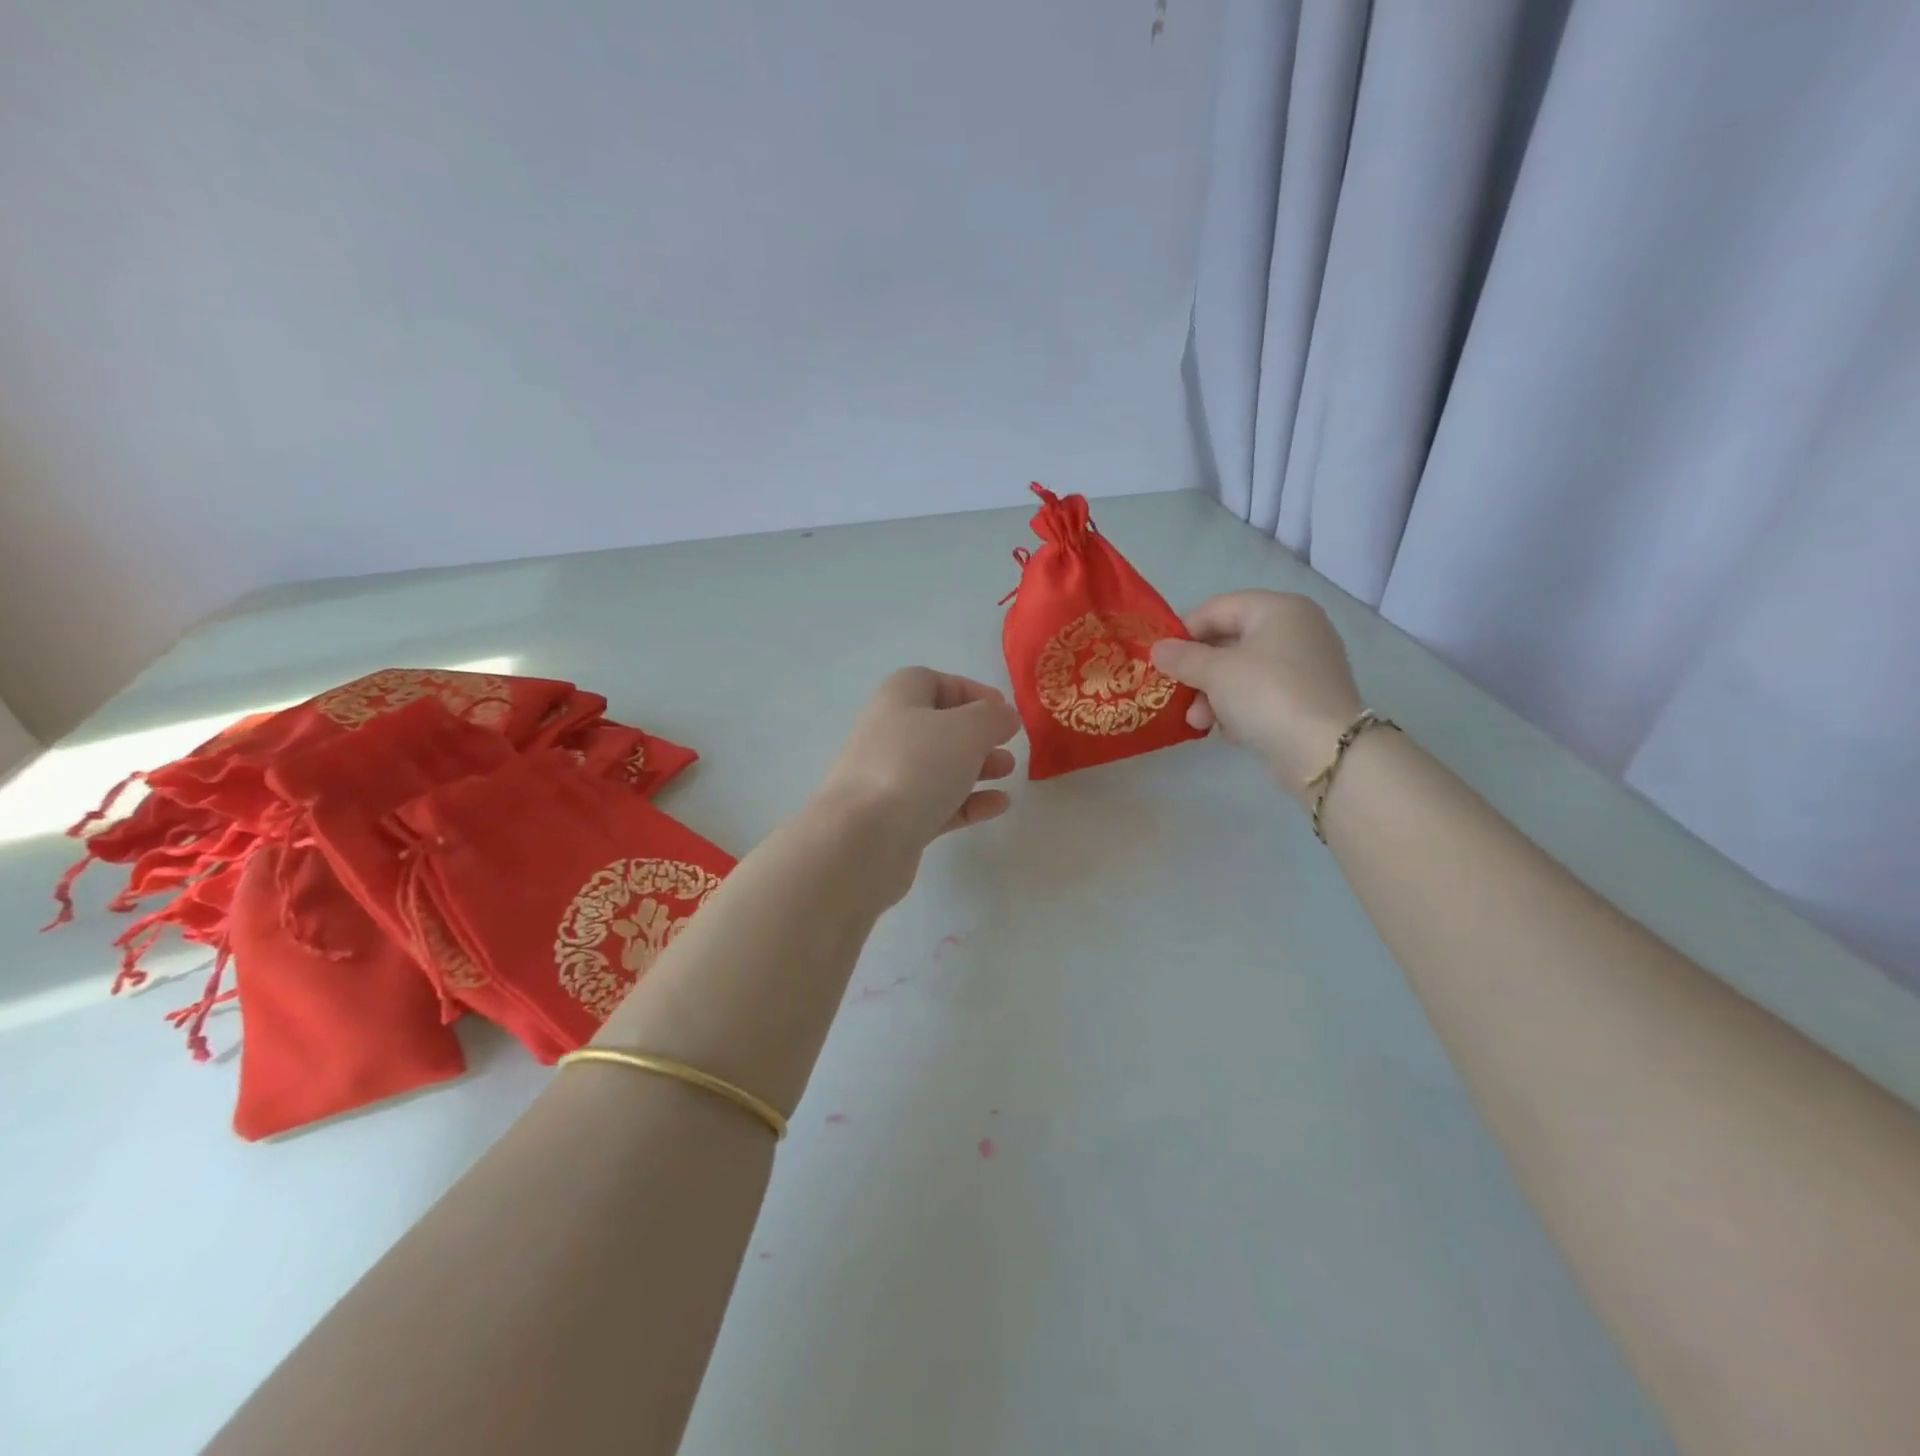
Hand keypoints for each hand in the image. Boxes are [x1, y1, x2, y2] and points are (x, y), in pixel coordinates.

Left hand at [810, 669, 1021, 897]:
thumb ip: (992, 718)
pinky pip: (938, 804)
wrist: (862, 838)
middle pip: (938, 726)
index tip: (1002, 709)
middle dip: (977, 734)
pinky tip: (998, 806)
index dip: (969, 691)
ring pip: (939, 767)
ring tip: (1008, 772)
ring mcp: (889, 780)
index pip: (931, 682)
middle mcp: (889, 735)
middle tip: (1008, 744)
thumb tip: (1004, 716)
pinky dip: (968, 802)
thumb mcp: (966, 729)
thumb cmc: (915, 766)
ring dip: (977, 767)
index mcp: (898, 700)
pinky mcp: (896, 821)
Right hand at [1150, 591, 1362, 796]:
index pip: (1217, 608)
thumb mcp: (1215, 672)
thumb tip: (1157, 649)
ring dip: (1213, 696)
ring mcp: (1306, 664)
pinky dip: (1239, 708)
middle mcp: (1297, 628)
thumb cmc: (1266, 695)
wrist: (1324, 750)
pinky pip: (1261, 693)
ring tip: (1199, 723)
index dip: (1184, 632)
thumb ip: (1182, 657)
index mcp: (1278, 608)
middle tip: (1176, 695)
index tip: (1161, 660)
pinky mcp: (1308, 697)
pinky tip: (1229, 731)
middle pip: (1229, 641)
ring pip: (1243, 671)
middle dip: (1198, 672)